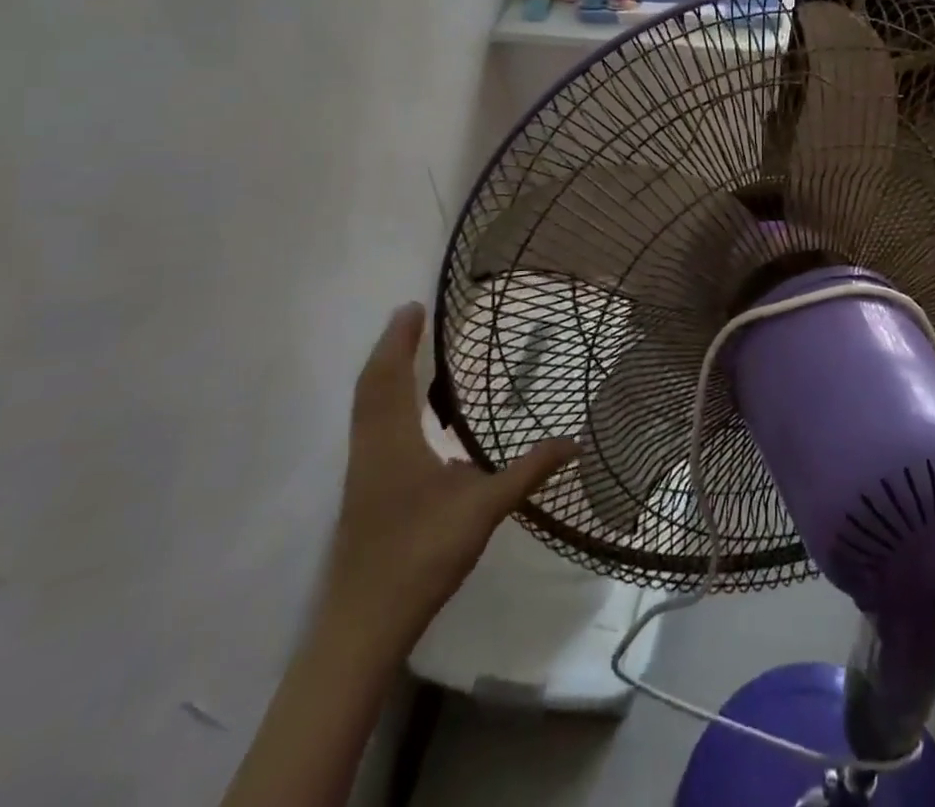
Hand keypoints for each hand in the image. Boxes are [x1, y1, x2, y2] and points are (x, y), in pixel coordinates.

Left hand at [318, 303, 578, 663]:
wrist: (362, 627)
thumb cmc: (420, 557)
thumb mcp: (482, 510)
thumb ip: (527, 473)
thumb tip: (573, 442)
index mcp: (392, 443)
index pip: (390, 376)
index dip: (399, 339)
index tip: (412, 307)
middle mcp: (369, 449)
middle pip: (370, 386)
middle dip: (389, 348)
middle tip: (409, 318)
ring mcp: (361, 472)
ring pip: (365, 408)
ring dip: (384, 374)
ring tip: (408, 354)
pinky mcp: (363, 492)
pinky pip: (369, 427)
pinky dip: (384, 402)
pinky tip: (411, 418)